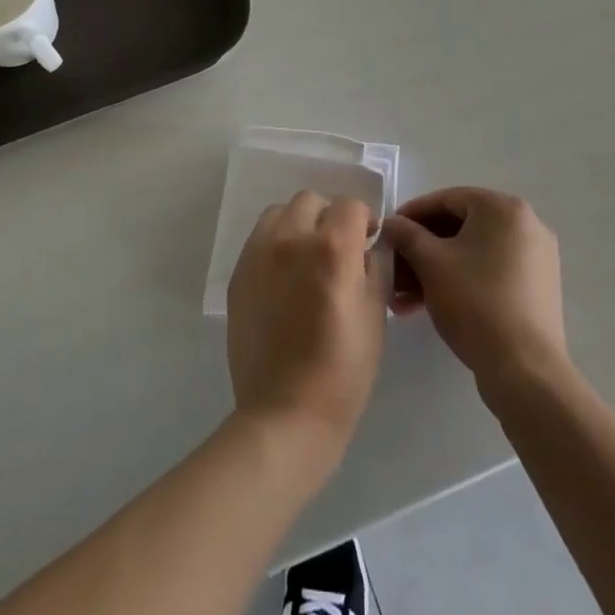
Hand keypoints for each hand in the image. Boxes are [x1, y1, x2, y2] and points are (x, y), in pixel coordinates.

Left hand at [226, 192, 386, 455]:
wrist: (285, 413)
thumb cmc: (343, 370)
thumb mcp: (375, 314)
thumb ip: (375, 266)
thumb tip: (369, 243)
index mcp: (331, 248)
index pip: (349, 205)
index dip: (364, 219)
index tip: (368, 239)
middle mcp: (291, 239)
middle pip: (311, 201)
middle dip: (329, 217)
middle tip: (338, 249)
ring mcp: (259, 254)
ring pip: (280, 213)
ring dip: (298, 224)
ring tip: (307, 258)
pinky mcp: (238, 273)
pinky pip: (260, 239)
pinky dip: (276, 244)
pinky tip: (285, 277)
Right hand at [380, 187, 565, 382]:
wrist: (525, 370)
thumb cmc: (475, 302)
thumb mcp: (430, 263)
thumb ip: (406, 234)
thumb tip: (389, 224)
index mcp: (503, 208)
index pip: (447, 199)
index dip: (412, 215)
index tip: (388, 233)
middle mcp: (525, 225)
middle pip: (460, 227)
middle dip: (421, 249)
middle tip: (394, 269)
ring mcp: (534, 257)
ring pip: (472, 252)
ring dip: (435, 269)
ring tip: (404, 298)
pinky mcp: (535, 287)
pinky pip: (489, 270)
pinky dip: (460, 280)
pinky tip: (429, 305)